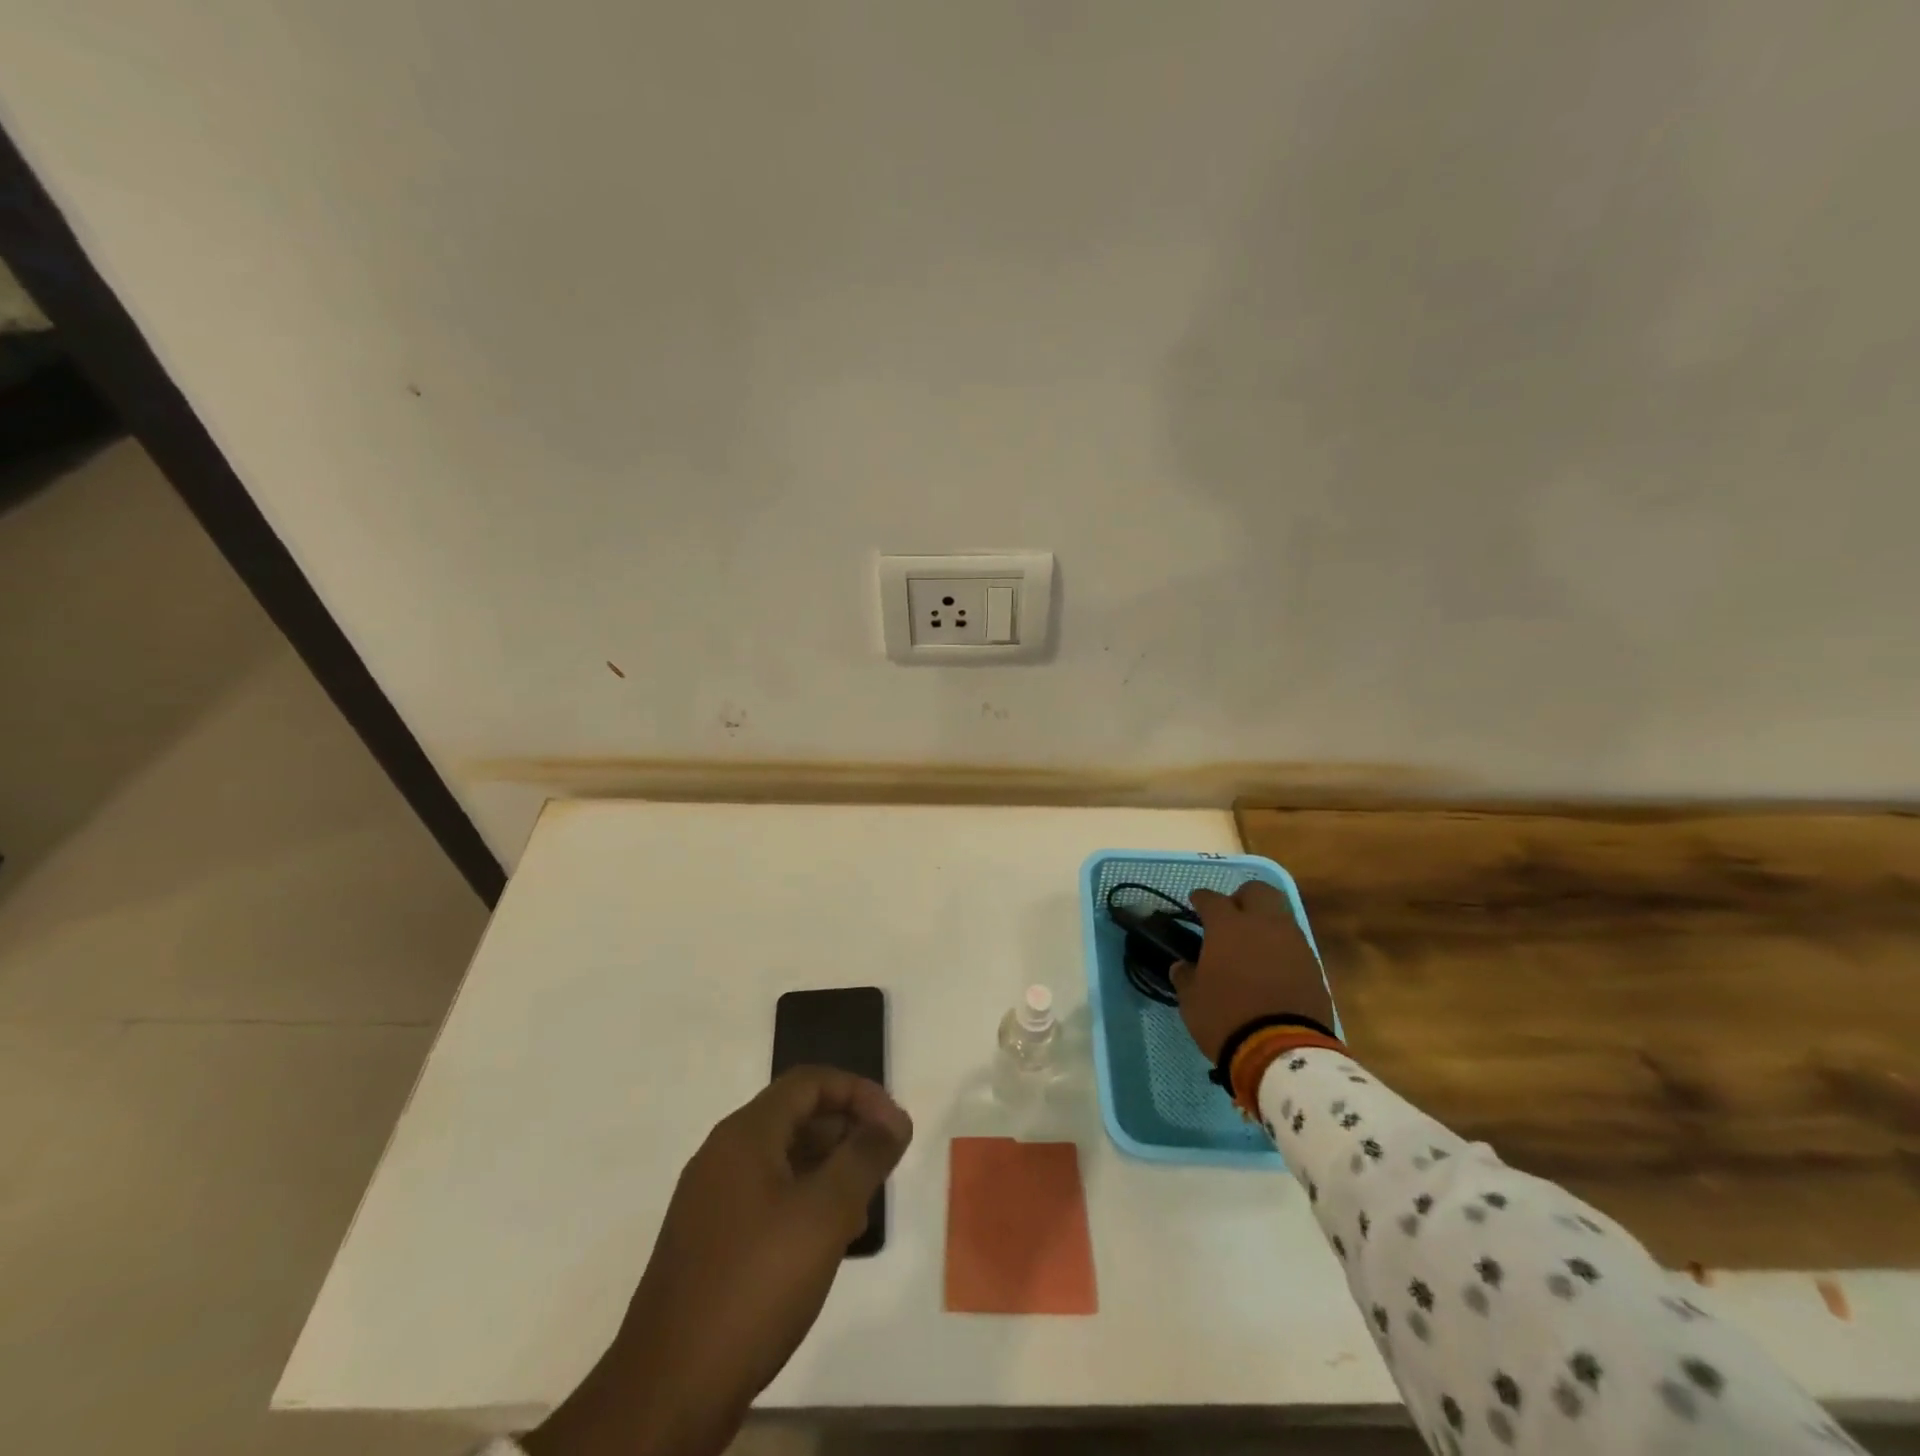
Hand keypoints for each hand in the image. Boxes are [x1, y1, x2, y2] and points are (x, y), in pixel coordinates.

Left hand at [527, 1068, 911, 1455]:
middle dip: (846, 1132)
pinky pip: (766, 1199)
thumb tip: (894, 1119)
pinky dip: (803, 1204)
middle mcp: (723, 1155)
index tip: (894, 1127)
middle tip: (884, 1167)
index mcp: (745, 1134)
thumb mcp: (825, 1214)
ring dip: (828, 1171)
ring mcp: (711, 1201)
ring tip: (863, 1209)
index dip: (858, 1092)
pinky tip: (826, 1243)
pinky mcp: (709, 1243)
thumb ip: (865, 1157)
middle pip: (795, 1117)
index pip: (809, 1082)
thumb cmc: (754, 1285)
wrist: (667, 1393)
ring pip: (783, 1161)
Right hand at [1171, 880, 1334, 1060]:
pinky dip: (1281, 948)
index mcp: (1228, 927)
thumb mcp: (1192, 1000)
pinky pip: (1294, 944)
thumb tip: (1183, 966)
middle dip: (1242, 898)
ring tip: (1253, 945)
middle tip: (1231, 916)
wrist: (1283, 1052)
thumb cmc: (1227, 1018)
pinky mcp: (1313, 966)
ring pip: (1280, 916)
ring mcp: (1293, 943)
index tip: (1196, 903)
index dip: (1201, 899)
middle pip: (1258, 891)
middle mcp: (1263, 925)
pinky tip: (1271, 967)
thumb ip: (1186, 976)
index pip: (1212, 899)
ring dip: (1265, 923)